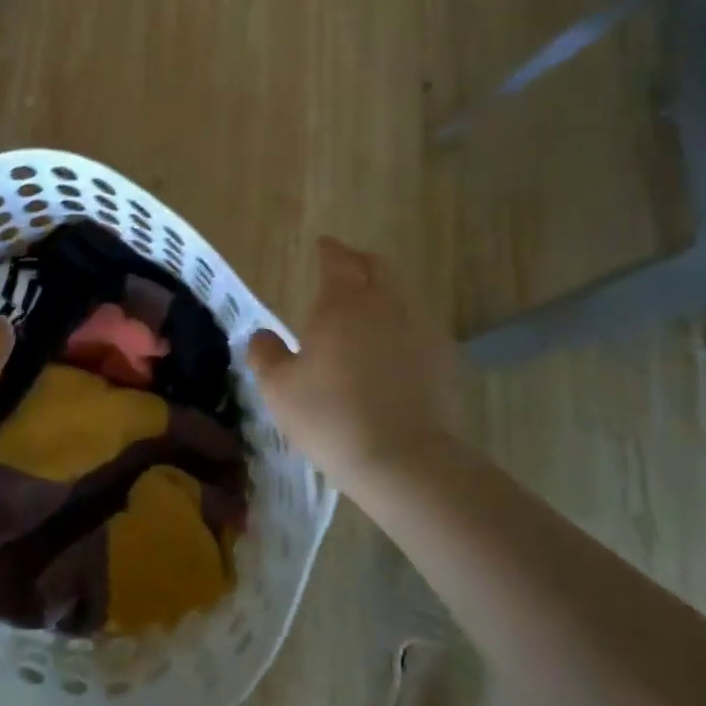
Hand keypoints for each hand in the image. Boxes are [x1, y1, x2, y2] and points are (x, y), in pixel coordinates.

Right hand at [246, 238, 461, 491]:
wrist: (404, 460)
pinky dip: (402, 328)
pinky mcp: (444, 360)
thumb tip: (262, 336)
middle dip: (358, 264)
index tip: (323, 245)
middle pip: (376, 268)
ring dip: (382, 294)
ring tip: (366, 312)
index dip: (329, 250)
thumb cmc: (330, 416)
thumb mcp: (278, 388)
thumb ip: (266, 354)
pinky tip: (392, 351)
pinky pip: (419, 329)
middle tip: (343, 269)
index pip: (338, 260)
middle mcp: (386, 304)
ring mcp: (420, 330)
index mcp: (343, 302)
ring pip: (401, 297)